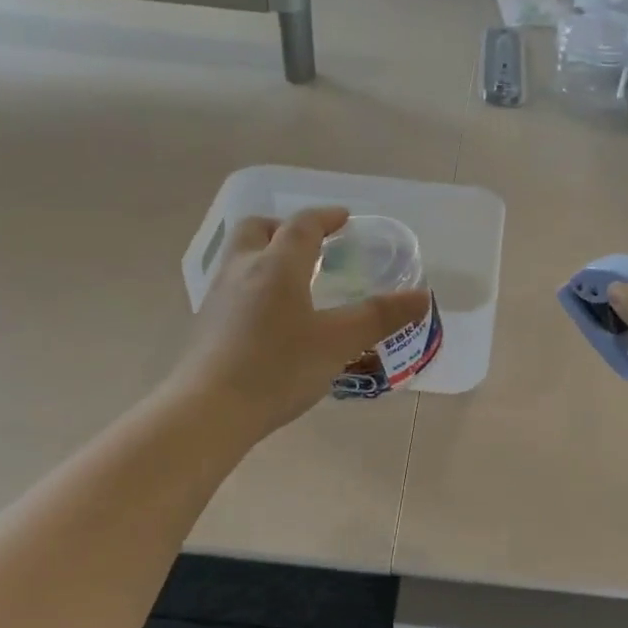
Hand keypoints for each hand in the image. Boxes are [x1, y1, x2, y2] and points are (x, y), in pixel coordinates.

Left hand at [172, 208, 431, 440]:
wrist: (209, 410)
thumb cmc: (278, 368)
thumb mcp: (338, 342)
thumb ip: (379, 316)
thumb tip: (421, 297)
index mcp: (277, 265)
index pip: (302, 226)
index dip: (325, 217)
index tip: (343, 219)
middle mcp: (243, 269)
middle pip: (257, 229)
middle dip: (284, 228)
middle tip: (310, 245)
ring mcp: (218, 297)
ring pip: (240, 257)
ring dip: (266, 255)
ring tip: (293, 282)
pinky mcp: (206, 324)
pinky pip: (232, 287)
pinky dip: (254, 285)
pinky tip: (269, 318)